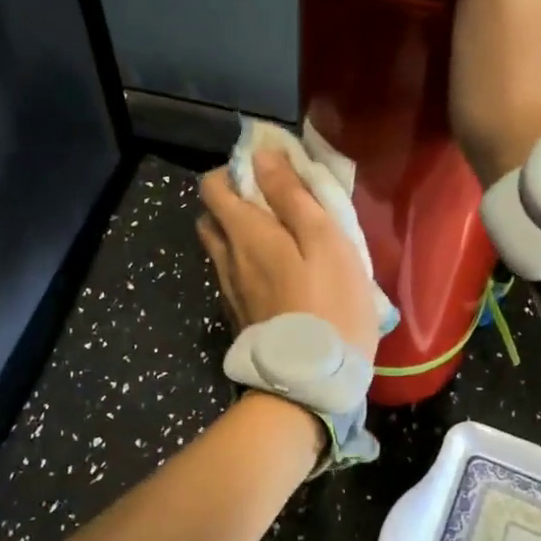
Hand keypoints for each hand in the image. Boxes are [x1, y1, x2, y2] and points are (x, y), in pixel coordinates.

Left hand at [196, 151, 379, 364]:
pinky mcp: (238, 314)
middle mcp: (226, 258)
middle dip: (234, 202)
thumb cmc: (329, 304)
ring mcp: (228, 289)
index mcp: (244, 233)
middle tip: (275, 206)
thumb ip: (291, 196)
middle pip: (211, 216)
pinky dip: (246, 263)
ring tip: (281, 240)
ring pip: (220, 247)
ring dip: (240, 234)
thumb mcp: (324, 241)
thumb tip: (263, 157)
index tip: (269, 174)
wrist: (310, 382)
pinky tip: (279, 275)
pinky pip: (232, 275)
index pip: (213, 185)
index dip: (236, 171)